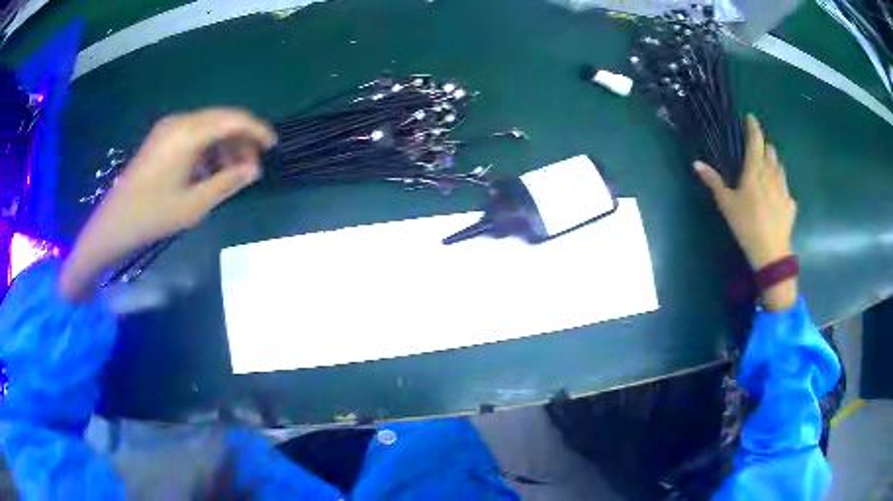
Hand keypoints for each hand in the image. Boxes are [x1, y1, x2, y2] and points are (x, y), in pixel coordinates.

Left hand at [60, 108, 276, 300]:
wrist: (113, 223)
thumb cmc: (152, 215)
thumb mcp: (193, 204)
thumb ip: (227, 182)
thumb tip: (254, 170)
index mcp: (188, 134)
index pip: (232, 119)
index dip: (256, 129)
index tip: (272, 146)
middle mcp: (179, 122)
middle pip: (221, 119)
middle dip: (241, 139)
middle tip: (253, 166)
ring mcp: (168, 129)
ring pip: (207, 126)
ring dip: (224, 145)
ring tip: (233, 173)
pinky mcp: (160, 139)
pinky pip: (192, 135)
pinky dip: (207, 148)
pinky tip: (210, 171)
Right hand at [695, 114, 797, 310]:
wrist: (771, 253)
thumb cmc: (747, 225)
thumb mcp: (727, 204)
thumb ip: (714, 182)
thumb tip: (696, 163)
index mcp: (755, 170)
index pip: (756, 141)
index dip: (753, 127)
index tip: (750, 118)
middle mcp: (771, 174)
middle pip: (770, 151)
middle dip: (764, 145)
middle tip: (757, 147)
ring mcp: (783, 188)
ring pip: (780, 166)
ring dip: (773, 161)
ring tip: (767, 166)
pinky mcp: (790, 203)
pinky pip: (785, 186)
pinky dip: (780, 183)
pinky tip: (776, 193)